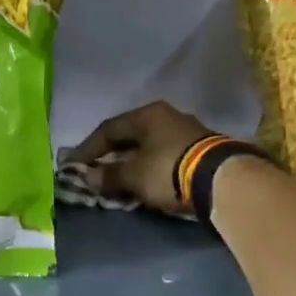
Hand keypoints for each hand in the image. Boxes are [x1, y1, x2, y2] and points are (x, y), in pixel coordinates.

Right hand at [65, 100, 217, 214]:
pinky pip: (162, 156)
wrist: (222, 180)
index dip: (87, 148)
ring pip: (147, 146)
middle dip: (109, 154)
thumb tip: (89, 177)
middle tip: (93, 170)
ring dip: (129, 162)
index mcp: (147, 115)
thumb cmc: (168, 169)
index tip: (72, 165)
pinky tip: (142, 180)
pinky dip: (147, 167)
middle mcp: (166, 117)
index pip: (108, 129)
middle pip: (129, 135)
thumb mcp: (134, 175)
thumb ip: (109, 175)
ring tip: (116, 178)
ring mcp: (186, 132)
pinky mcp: (199, 150)